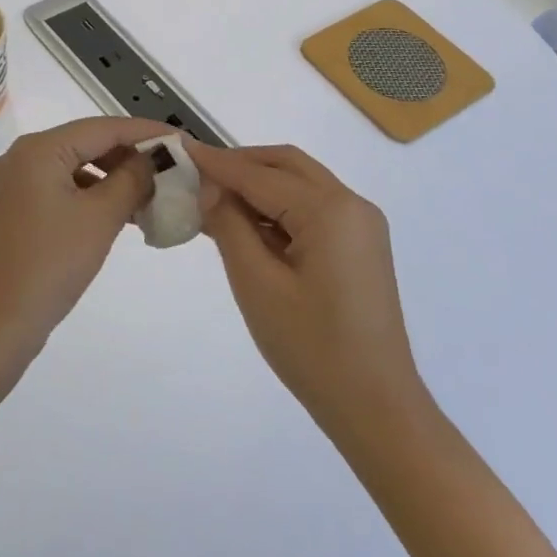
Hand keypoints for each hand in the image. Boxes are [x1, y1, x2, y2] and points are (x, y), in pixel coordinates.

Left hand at [0, 116, 175, 358]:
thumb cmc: (50, 264)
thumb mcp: (100, 217)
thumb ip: (133, 179)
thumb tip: (155, 157)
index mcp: (39, 149)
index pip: (103, 127)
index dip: (145, 132)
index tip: (182, 141)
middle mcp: (22, 156)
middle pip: (87, 143)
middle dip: (130, 156)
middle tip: (171, 169)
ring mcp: (15, 184)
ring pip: (76, 167)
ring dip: (113, 177)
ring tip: (152, 194)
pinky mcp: (15, 209)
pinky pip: (61, 188)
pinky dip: (92, 195)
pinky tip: (120, 214)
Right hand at [188, 142, 430, 440]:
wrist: (376, 406)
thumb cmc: (311, 348)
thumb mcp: (257, 285)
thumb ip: (230, 226)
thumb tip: (210, 187)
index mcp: (330, 210)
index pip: (261, 175)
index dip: (217, 163)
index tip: (180, 149)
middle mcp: (352, 204)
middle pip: (287, 166)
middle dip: (241, 164)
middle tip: (198, 174)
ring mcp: (362, 225)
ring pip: (301, 184)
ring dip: (259, 185)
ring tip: (215, 201)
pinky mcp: (361, 245)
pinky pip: (314, 208)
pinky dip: (280, 207)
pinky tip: (249, 226)